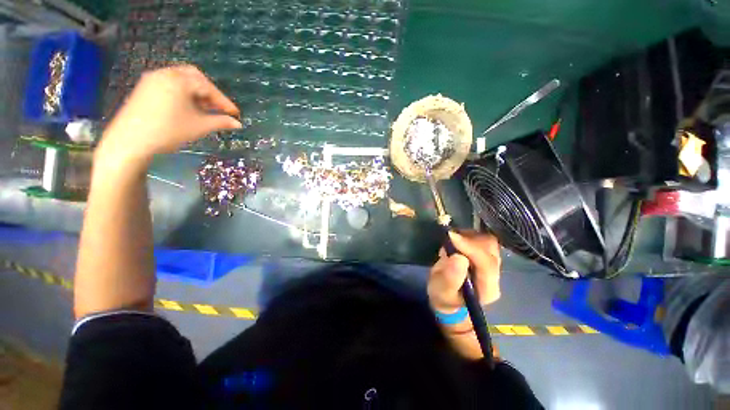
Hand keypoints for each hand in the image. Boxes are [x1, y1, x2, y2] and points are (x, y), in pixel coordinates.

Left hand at [99, 65, 240, 165]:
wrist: (130, 141)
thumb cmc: (168, 131)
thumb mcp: (199, 126)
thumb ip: (221, 122)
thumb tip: (238, 124)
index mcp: (179, 80)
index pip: (208, 87)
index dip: (224, 101)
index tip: (235, 114)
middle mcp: (165, 74)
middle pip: (195, 77)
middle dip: (210, 92)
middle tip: (220, 108)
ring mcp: (153, 79)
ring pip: (182, 80)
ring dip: (197, 93)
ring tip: (205, 109)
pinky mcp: (145, 88)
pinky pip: (170, 84)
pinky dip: (183, 93)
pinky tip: (188, 107)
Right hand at [428, 231, 500, 320]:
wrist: (447, 297)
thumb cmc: (443, 296)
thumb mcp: (441, 291)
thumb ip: (450, 277)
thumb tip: (458, 257)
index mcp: (487, 289)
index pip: (486, 264)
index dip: (470, 248)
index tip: (452, 236)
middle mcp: (494, 276)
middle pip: (491, 250)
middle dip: (470, 240)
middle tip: (450, 237)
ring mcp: (492, 265)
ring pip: (488, 242)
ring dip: (469, 236)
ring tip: (452, 240)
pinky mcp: (486, 256)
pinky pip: (482, 240)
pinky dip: (468, 235)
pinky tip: (456, 241)